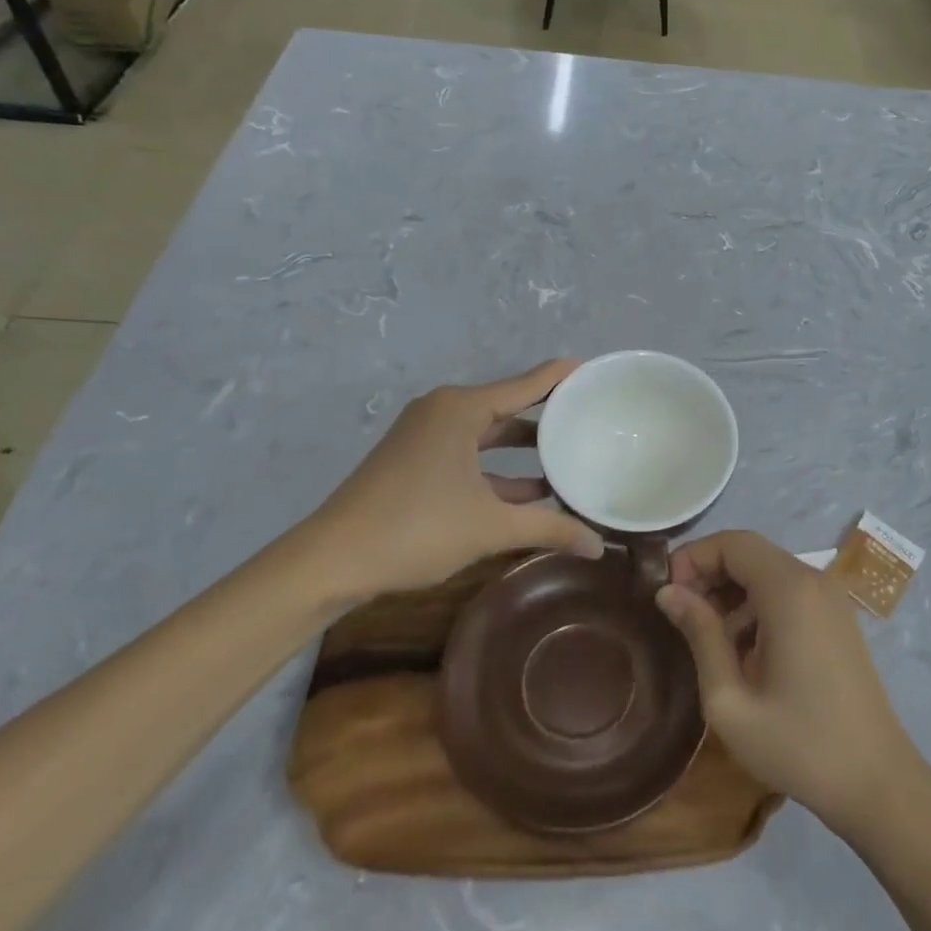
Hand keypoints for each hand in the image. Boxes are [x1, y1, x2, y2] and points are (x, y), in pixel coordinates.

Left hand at [292, 360, 604, 602]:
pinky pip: (469, 451)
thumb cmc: (416, 529)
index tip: (594, 369)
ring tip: (568, 454)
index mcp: (462, 409)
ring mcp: (425, 435)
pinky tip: (529, 491)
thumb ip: (549, 529)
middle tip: (590, 415)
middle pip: (508, 405)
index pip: (526, 384)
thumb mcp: (491, 527)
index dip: (560, 377)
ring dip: (523, 447)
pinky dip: (497, 467)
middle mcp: (444, 411)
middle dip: (547, 414)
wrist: (331, 561)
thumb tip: (599, 546)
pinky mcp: (414, 459)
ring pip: (487, 432)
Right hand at [656, 531, 920, 838]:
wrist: (877, 784)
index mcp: (789, 590)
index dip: (693, 558)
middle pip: (750, 553)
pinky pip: (788, 592)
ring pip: (767, 571)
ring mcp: (830, 598)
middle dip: (708, 574)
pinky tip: (743, 652)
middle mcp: (813, 580)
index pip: (732, 543)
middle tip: (680, 617)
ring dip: (731, 592)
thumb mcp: (730, 700)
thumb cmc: (799, 745)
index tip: (666, 595)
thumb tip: (666, 592)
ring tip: (707, 640)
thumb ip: (699, 635)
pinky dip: (757, 605)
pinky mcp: (837, 618)